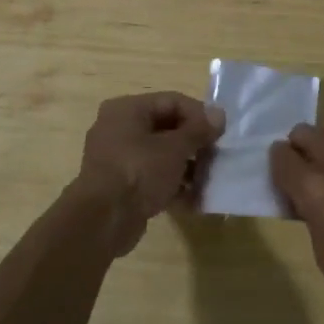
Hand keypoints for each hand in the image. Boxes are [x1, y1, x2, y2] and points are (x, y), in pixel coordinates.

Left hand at [72, 92, 223, 254]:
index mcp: (127, 110)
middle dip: (195, 144)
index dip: (199, 115)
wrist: (102, 222)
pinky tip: (194, 200)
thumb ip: (198, 130)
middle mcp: (119, 128)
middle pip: (167, 128)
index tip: (221, 132)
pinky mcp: (121, 186)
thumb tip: (219, 114)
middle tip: (216, 157)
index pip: (172, 101)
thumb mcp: (174, 148)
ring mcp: (118, 159)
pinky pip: (152, 177)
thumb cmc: (138, 172)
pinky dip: (172, 185)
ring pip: (161, 155)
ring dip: (187, 167)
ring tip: (209, 181)